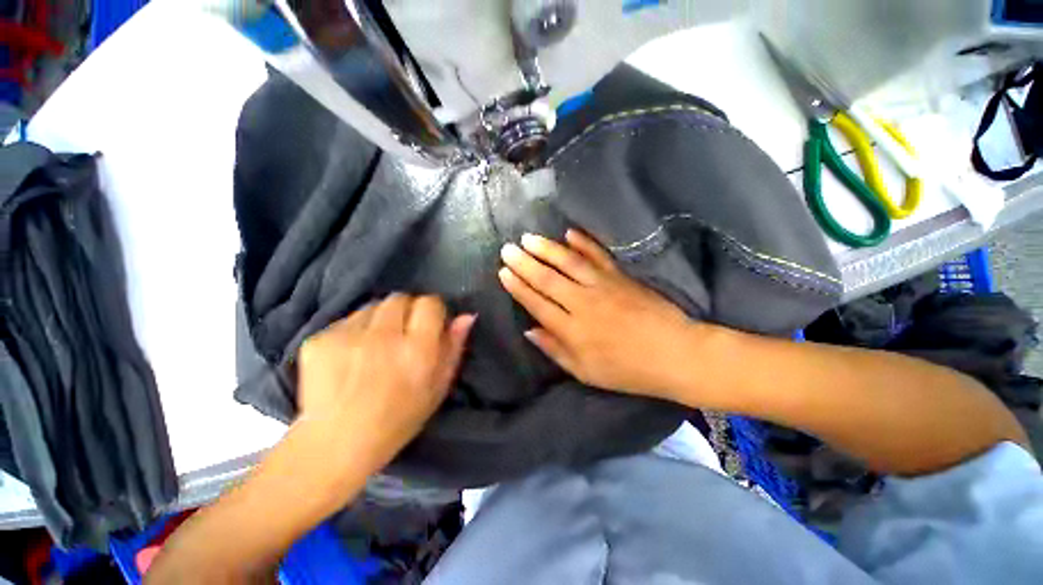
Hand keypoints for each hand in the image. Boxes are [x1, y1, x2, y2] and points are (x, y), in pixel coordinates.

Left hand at [296, 294, 474, 471]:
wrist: (336, 445)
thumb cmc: (398, 419)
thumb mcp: (438, 387)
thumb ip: (454, 348)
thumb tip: (467, 316)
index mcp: (417, 349)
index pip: (429, 303)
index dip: (431, 311)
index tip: (428, 324)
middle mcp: (384, 336)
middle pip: (400, 298)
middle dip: (405, 311)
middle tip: (401, 334)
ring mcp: (348, 336)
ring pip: (372, 306)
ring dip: (379, 320)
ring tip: (373, 345)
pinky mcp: (319, 340)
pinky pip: (345, 321)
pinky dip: (353, 331)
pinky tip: (349, 356)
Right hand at [498, 229, 696, 396]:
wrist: (674, 354)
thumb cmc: (627, 370)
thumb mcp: (585, 372)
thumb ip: (555, 350)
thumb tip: (529, 330)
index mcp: (572, 330)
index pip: (537, 303)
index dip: (518, 287)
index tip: (503, 272)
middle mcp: (583, 303)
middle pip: (547, 279)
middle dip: (524, 263)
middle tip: (507, 249)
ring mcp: (603, 286)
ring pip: (568, 262)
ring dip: (546, 248)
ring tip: (528, 238)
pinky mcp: (621, 276)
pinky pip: (599, 256)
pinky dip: (584, 242)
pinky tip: (570, 232)